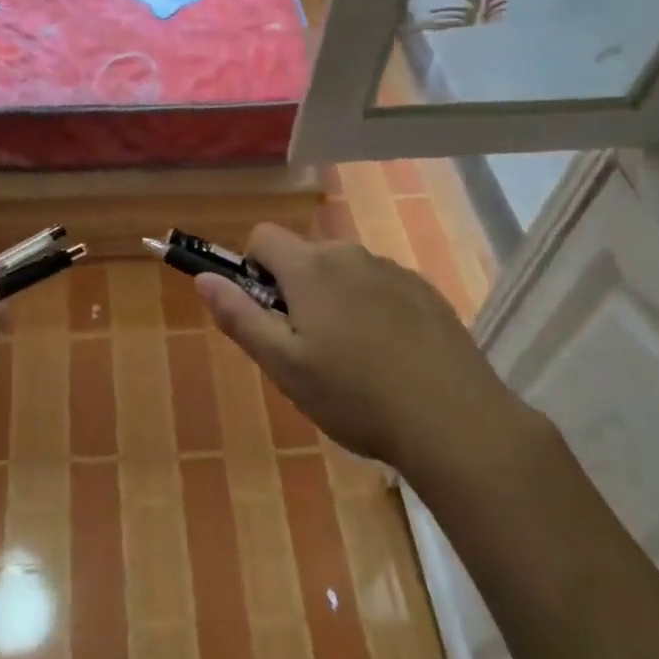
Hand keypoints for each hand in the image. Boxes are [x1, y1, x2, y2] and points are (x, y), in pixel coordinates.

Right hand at [196, 224, 541, 500]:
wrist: (455, 422)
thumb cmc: (355, 396)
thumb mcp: (284, 365)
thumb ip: (239, 316)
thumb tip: (204, 278)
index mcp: (310, 267)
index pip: (263, 236)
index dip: (253, 269)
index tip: (267, 313)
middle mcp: (350, 254)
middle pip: (304, 255)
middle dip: (295, 289)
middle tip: (308, 348)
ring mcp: (393, 270)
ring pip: (344, 272)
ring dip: (335, 299)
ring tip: (353, 360)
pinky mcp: (425, 291)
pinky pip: (381, 286)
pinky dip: (373, 308)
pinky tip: (390, 358)